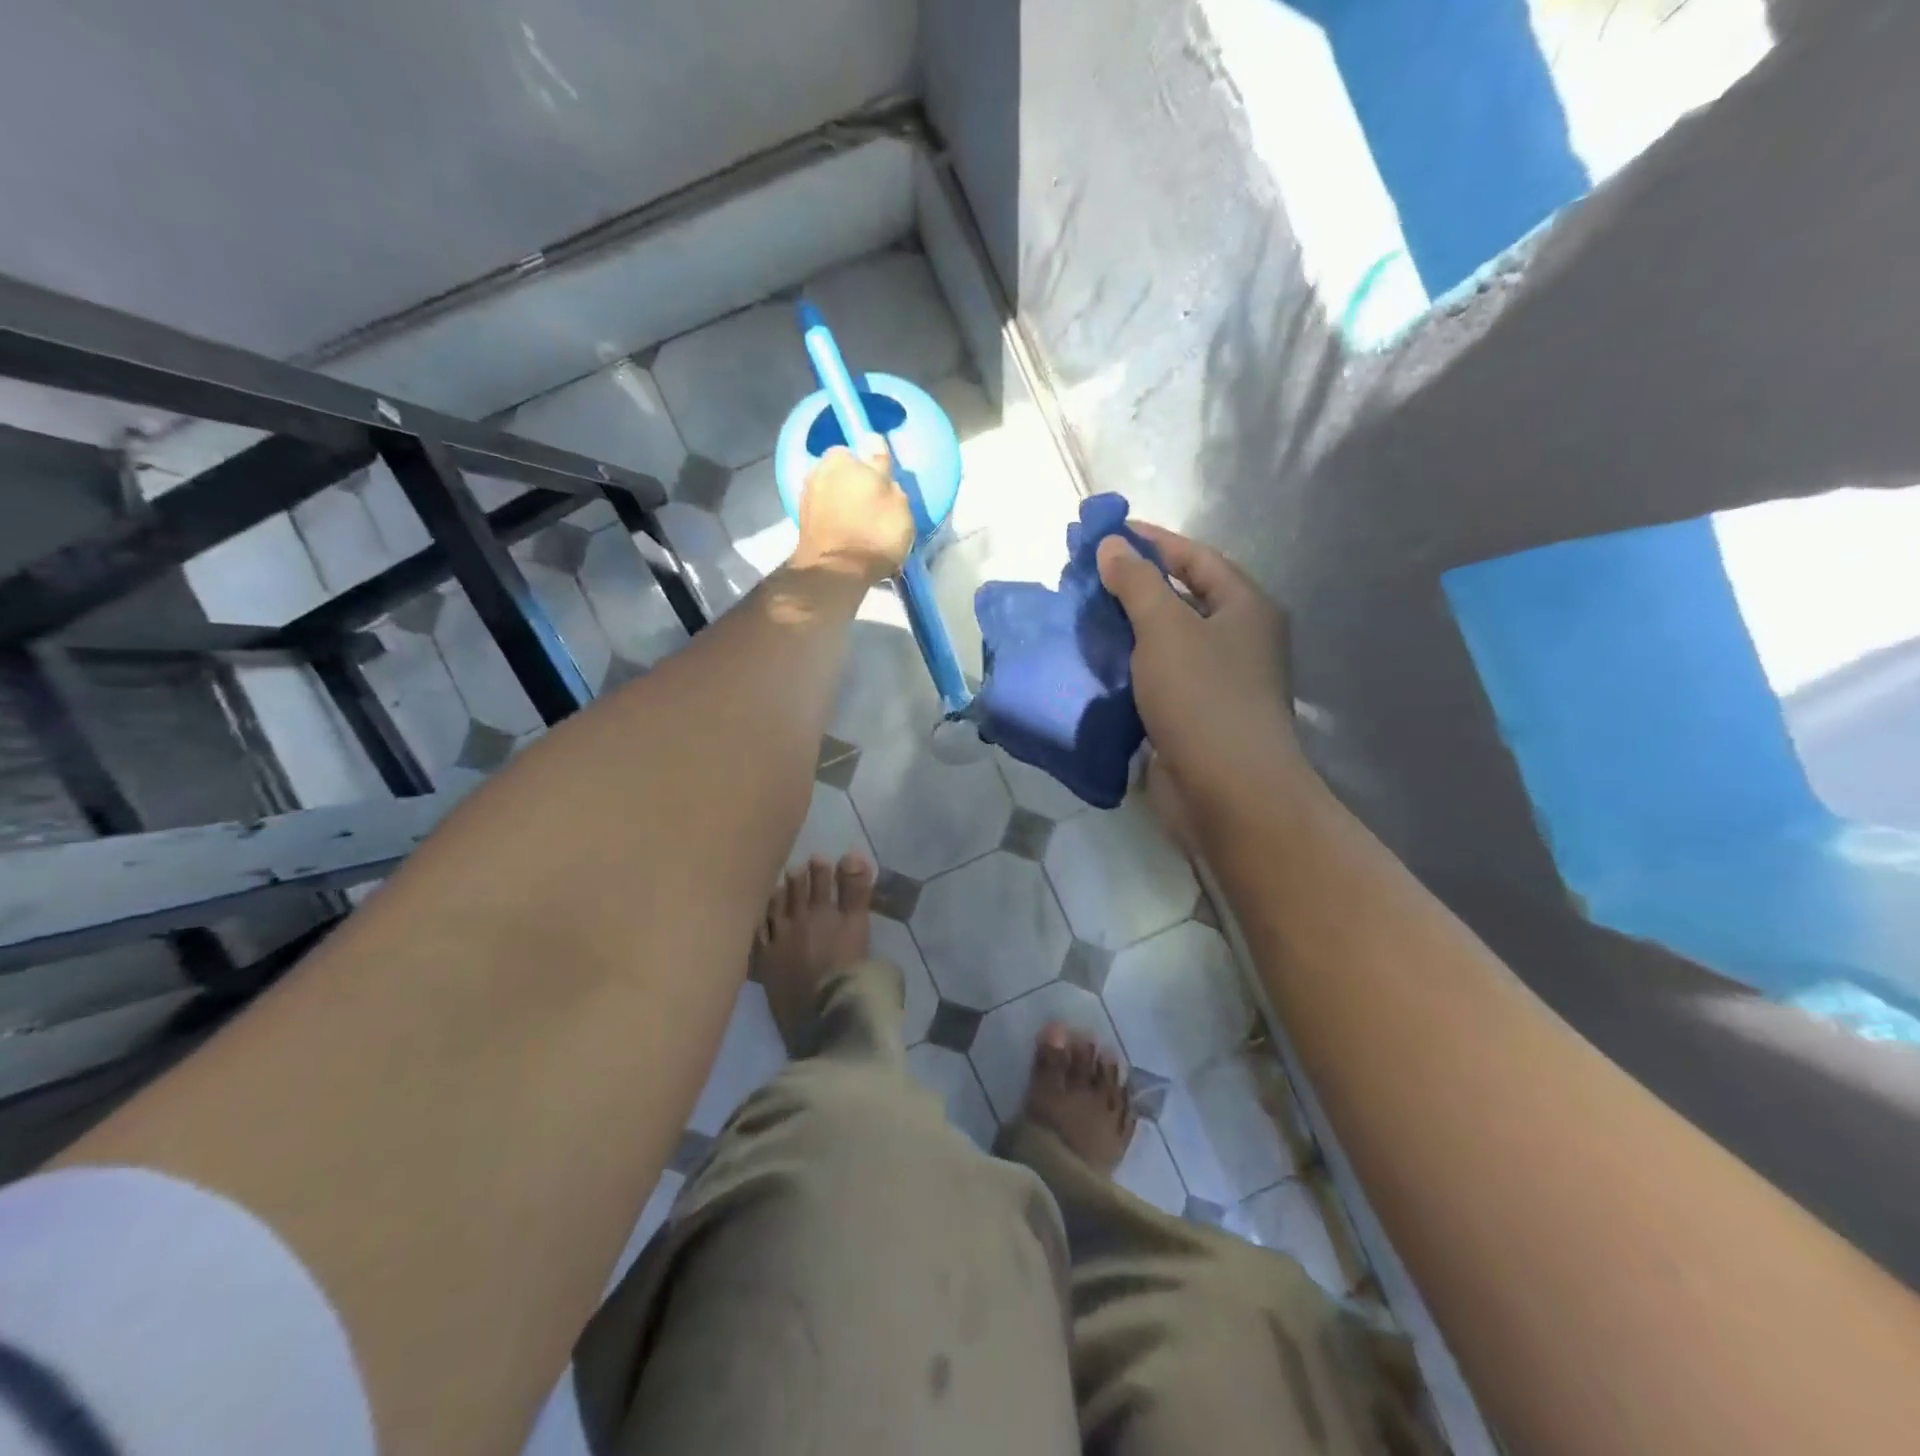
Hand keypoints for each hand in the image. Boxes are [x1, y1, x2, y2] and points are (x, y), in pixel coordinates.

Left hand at [789, 445, 916, 583]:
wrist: (837, 573)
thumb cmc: (874, 532)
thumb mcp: (896, 500)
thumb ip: (883, 469)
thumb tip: (873, 442)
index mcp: (841, 458)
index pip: (859, 453)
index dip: (872, 469)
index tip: (883, 488)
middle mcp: (817, 471)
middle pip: (842, 474)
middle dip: (854, 486)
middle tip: (874, 509)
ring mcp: (806, 498)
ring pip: (833, 495)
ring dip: (844, 506)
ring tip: (862, 528)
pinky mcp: (802, 524)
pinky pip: (825, 516)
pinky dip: (835, 522)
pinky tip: (848, 538)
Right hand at [1098, 522, 1299, 824]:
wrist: (1227, 792)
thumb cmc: (1203, 699)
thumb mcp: (1166, 629)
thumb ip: (1137, 583)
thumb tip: (1113, 546)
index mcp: (1244, 608)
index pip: (1196, 558)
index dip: (1153, 541)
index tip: (1107, 533)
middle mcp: (1236, 641)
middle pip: (1181, 599)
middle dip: (1134, 587)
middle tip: (1084, 578)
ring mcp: (1216, 683)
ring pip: (1165, 644)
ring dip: (1126, 631)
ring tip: (1080, 618)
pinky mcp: (1193, 718)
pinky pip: (1156, 681)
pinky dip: (1127, 670)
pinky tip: (1093, 666)